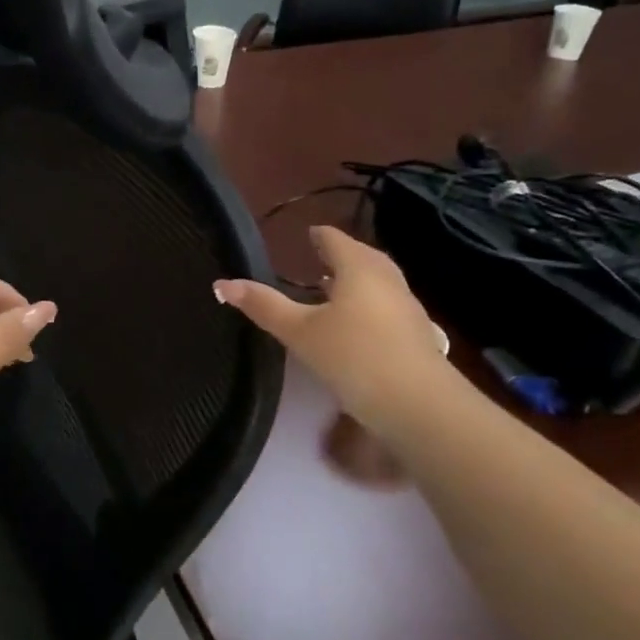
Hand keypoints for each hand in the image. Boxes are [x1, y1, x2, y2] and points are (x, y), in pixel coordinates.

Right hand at [214, 226, 461, 438]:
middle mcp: (387, 280)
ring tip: (335, 288)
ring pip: (379, 282)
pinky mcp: (417, 334)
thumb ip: (263, 305)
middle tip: (320, 258)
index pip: (336, 240)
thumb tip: (222, 284)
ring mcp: (407, 307)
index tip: (308, 234)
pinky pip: (388, 305)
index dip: (319, 236)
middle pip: (363, 257)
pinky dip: (369, 303)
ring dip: (357, 280)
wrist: (418, 404)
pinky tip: (357, 325)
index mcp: (358, 269)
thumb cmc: (353, 356)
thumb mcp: (299, 331)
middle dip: (342, 255)